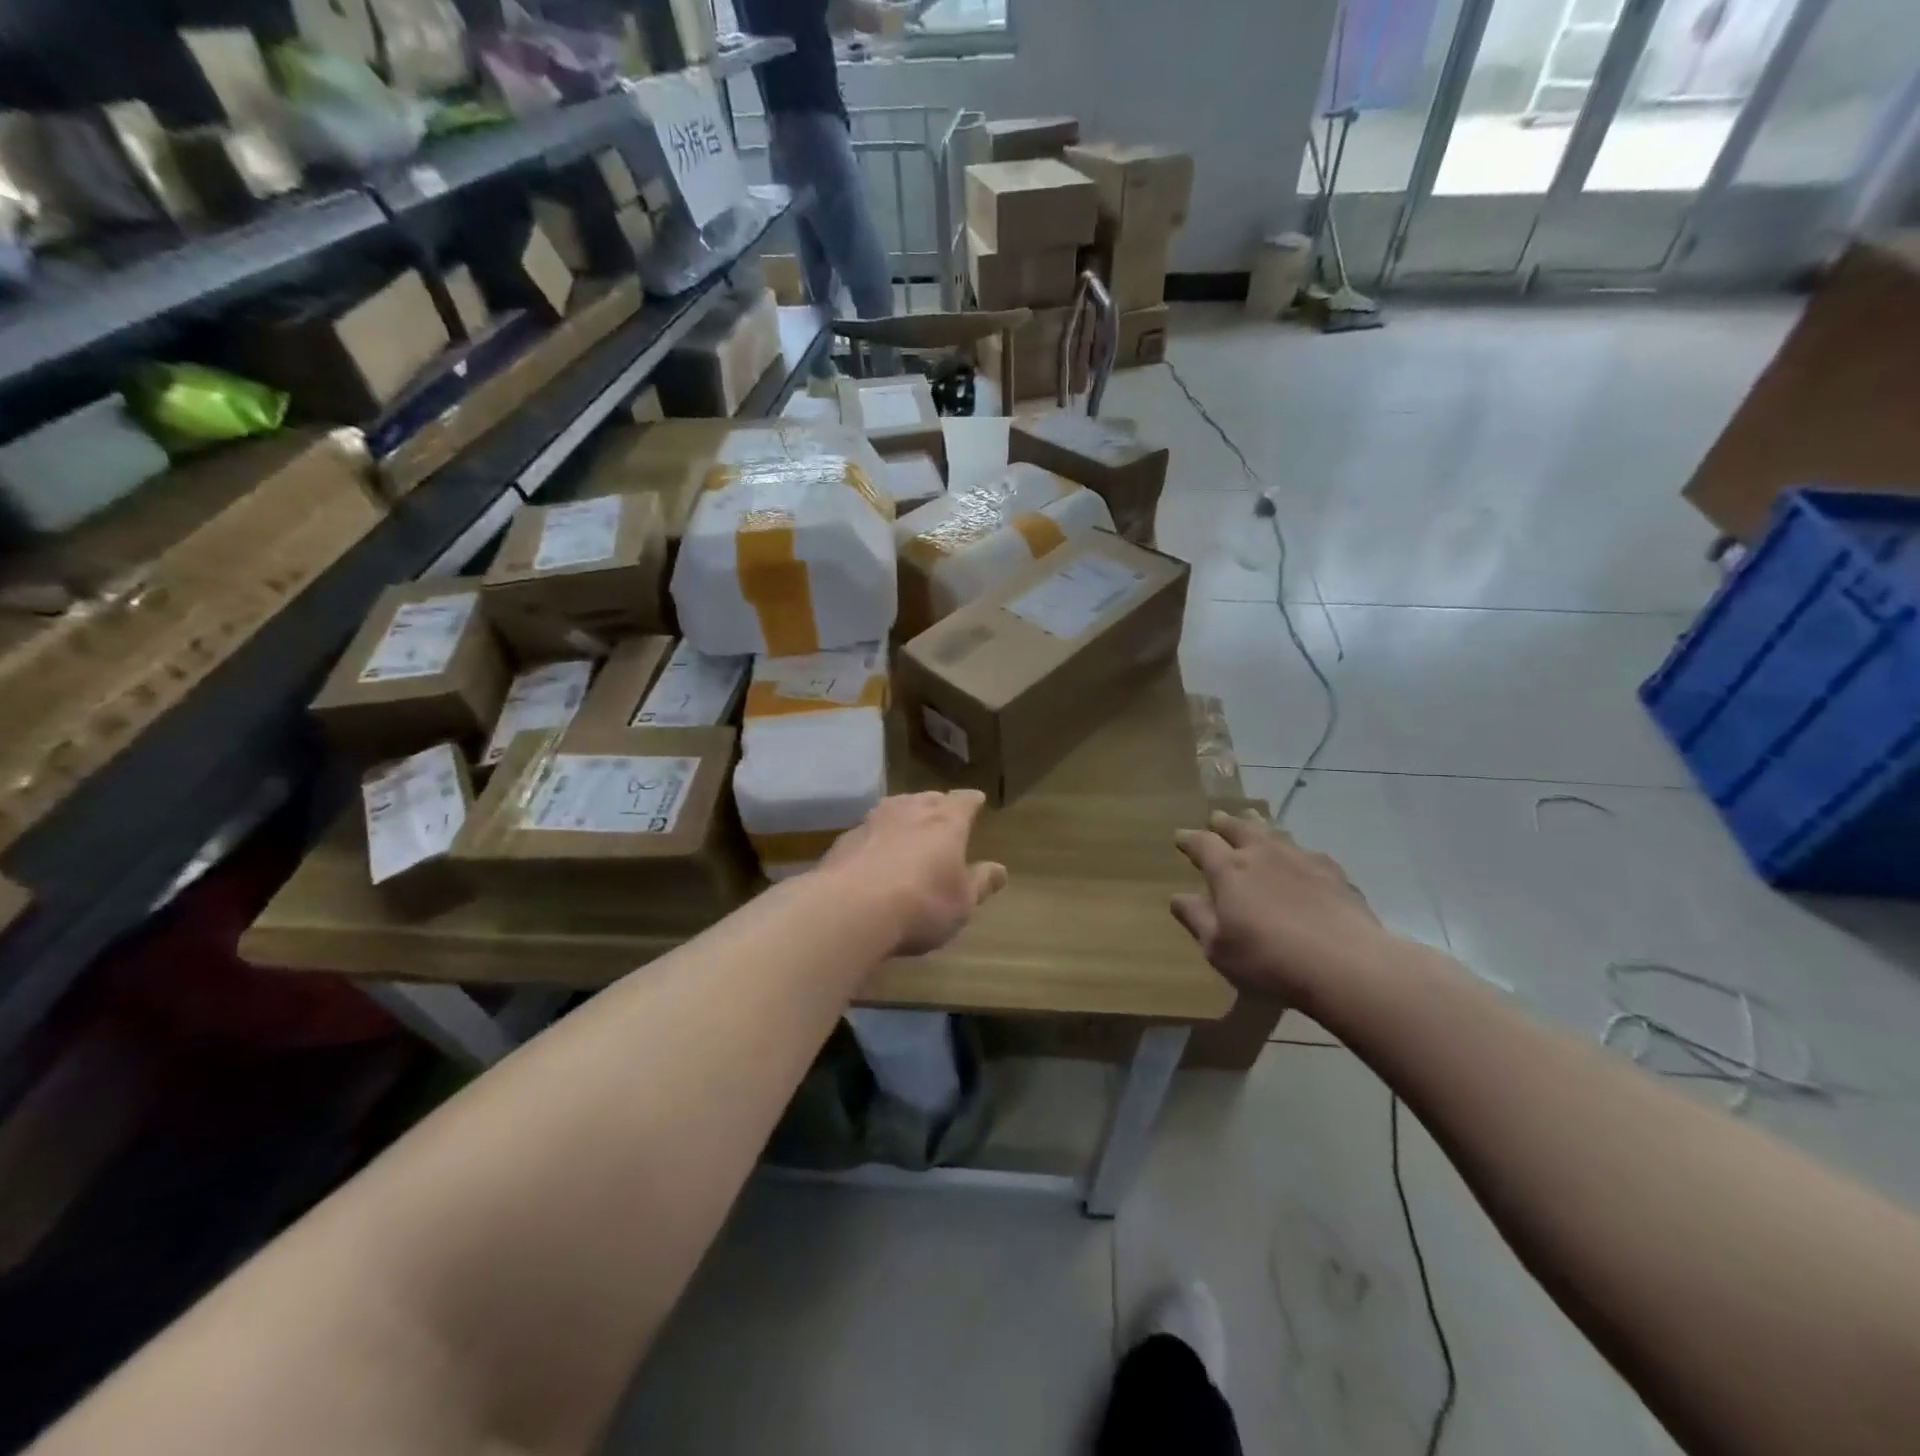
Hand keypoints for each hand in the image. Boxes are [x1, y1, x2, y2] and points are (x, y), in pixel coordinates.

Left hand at [820, 791, 1007, 955]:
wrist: (849, 909)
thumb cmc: (920, 905)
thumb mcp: (962, 903)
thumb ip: (981, 884)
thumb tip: (1000, 869)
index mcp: (945, 823)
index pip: (964, 801)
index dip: (971, 801)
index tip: (977, 799)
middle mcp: (910, 812)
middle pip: (927, 798)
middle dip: (937, 804)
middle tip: (942, 811)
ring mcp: (873, 822)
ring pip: (894, 807)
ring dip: (904, 813)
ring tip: (908, 823)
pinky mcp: (844, 840)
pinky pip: (868, 830)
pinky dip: (876, 836)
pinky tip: (874, 852)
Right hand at [1171, 810, 1391, 1006]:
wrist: (1345, 964)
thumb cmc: (1268, 958)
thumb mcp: (1218, 948)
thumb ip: (1197, 919)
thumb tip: (1178, 897)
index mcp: (1229, 870)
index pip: (1203, 844)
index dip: (1189, 839)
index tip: (1180, 836)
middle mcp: (1262, 854)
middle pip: (1239, 827)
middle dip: (1224, 822)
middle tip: (1217, 818)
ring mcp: (1301, 859)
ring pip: (1274, 832)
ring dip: (1259, 827)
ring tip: (1254, 824)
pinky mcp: (1333, 872)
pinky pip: (1307, 852)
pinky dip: (1295, 851)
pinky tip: (1301, 860)